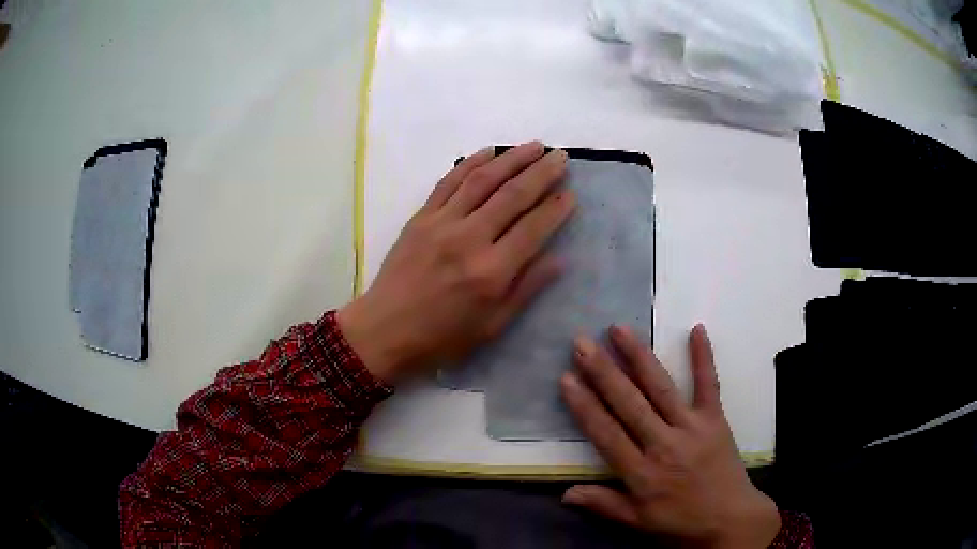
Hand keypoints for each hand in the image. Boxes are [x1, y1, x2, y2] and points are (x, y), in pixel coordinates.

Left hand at [338, 141, 575, 383]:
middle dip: (542, 172)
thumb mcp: (492, 326)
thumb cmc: (442, 338)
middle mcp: (469, 239)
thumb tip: (560, 259)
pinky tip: (489, 151)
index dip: (556, 208)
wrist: (384, 332)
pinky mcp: (421, 217)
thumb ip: (526, 288)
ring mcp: (441, 223)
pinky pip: (449, 181)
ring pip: (483, 180)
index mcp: (491, 272)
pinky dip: (471, 162)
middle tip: (562, 157)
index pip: (533, 228)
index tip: (571, 192)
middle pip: (513, 195)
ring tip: (535, 145)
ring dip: (512, 158)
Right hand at [561, 325, 781, 548]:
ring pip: (661, 389)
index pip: (606, 434)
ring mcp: (692, 428)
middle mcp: (664, 445)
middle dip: (603, 372)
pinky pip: (709, 385)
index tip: (566, 378)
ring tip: (619, 329)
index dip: (585, 406)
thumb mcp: (638, 522)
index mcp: (642, 473)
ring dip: (639, 357)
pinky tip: (697, 329)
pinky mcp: (715, 420)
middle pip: (629, 405)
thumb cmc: (680, 522)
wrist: (730, 519)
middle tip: (581, 343)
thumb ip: (603, 504)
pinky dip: (703, 357)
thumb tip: (564, 494)